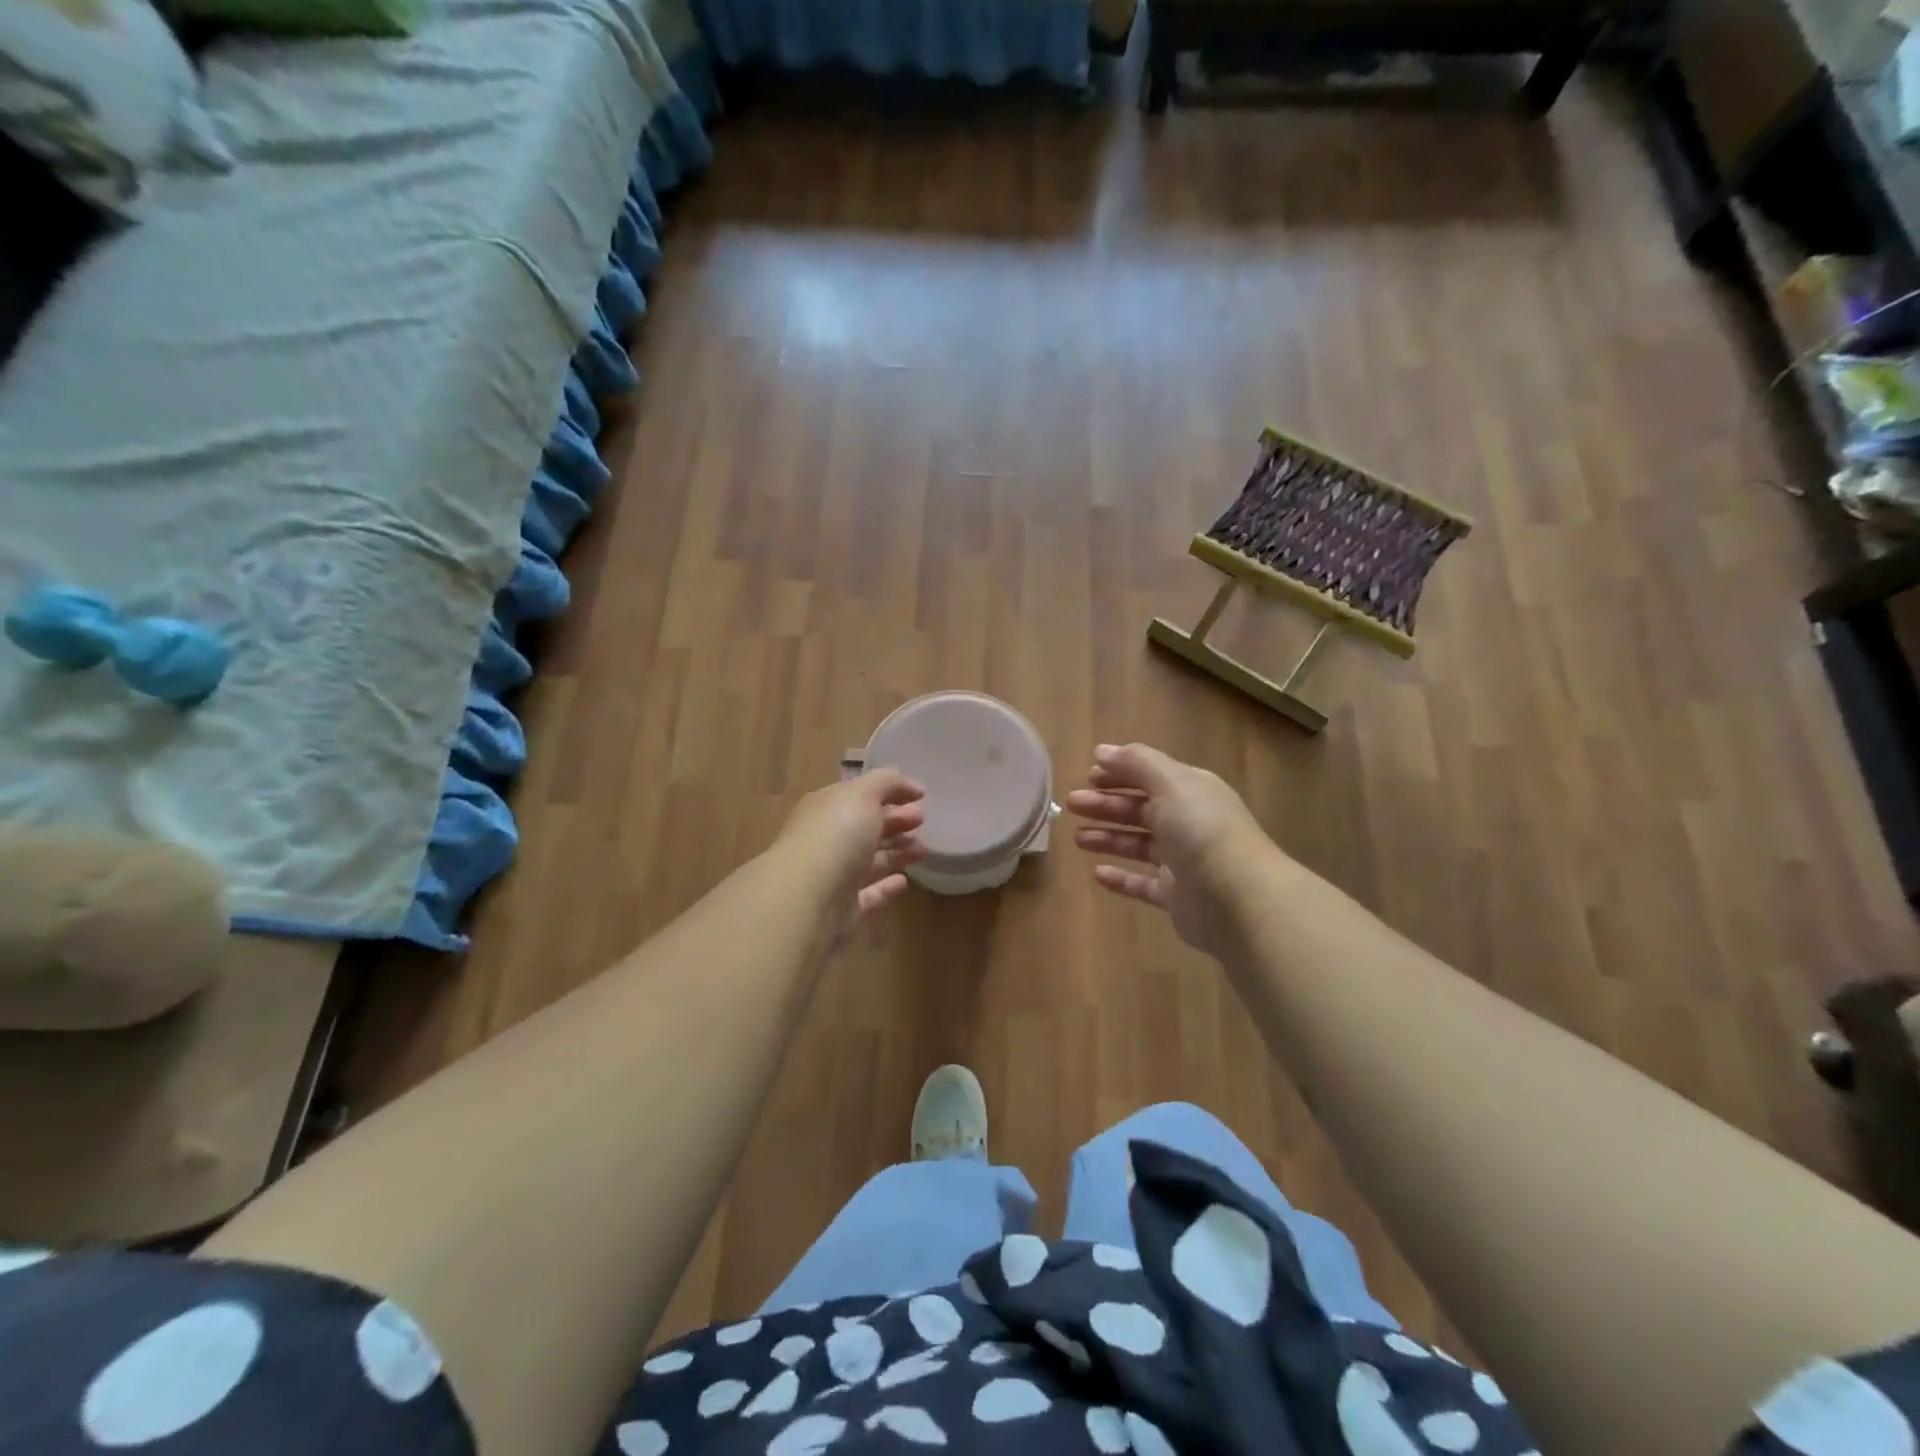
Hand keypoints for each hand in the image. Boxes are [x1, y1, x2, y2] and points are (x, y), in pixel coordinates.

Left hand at [776, 770, 926, 933]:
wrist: (807, 899)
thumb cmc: (835, 836)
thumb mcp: (862, 795)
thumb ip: (885, 783)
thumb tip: (909, 785)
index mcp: (825, 809)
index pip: (858, 796)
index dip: (888, 793)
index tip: (920, 797)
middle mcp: (826, 841)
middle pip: (864, 828)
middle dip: (894, 821)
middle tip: (921, 820)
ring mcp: (833, 877)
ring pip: (869, 861)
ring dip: (897, 852)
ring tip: (923, 850)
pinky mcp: (843, 911)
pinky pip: (868, 895)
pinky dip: (886, 888)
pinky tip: (905, 881)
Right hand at [1067, 743, 1277, 955]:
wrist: (1237, 899)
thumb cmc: (1202, 831)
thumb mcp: (1171, 783)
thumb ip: (1137, 763)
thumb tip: (1102, 751)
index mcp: (1192, 792)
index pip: (1151, 776)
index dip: (1120, 773)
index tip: (1087, 775)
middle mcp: (1189, 823)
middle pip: (1141, 809)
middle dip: (1107, 804)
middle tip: (1072, 804)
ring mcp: (1184, 861)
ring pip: (1139, 845)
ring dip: (1109, 838)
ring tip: (1077, 838)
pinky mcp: (1177, 896)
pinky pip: (1143, 883)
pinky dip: (1121, 878)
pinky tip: (1097, 874)